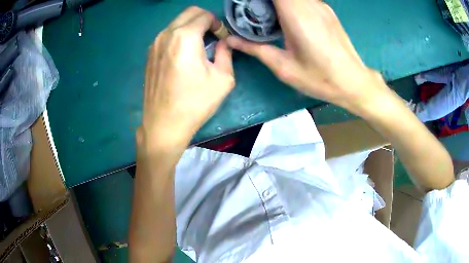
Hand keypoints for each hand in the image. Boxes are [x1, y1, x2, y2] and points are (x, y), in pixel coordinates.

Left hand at [139, 7, 234, 149]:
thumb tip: (223, 42)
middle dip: (204, 19)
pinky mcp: (150, 54)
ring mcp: (155, 44)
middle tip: (212, 36)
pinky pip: (167, 34)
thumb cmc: (195, 103)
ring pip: (177, 22)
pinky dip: (179, 36)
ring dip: (191, 27)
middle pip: (189, 13)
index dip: (217, 24)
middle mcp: (167, 34)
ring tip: (199, 46)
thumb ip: (226, 53)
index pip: (205, 15)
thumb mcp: (223, 79)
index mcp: (185, 37)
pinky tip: (183, 54)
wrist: (164, 124)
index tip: (221, 37)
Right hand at [227, 0, 387, 112]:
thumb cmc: (320, 78)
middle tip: (254, 11)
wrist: (354, 82)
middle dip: (265, 1)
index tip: (248, 5)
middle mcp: (309, 4)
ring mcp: (321, 5)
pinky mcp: (327, 10)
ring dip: (277, 2)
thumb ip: (256, 48)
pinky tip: (287, 16)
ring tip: (268, 14)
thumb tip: (231, 40)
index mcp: (296, 15)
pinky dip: (290, 3)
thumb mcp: (284, 67)